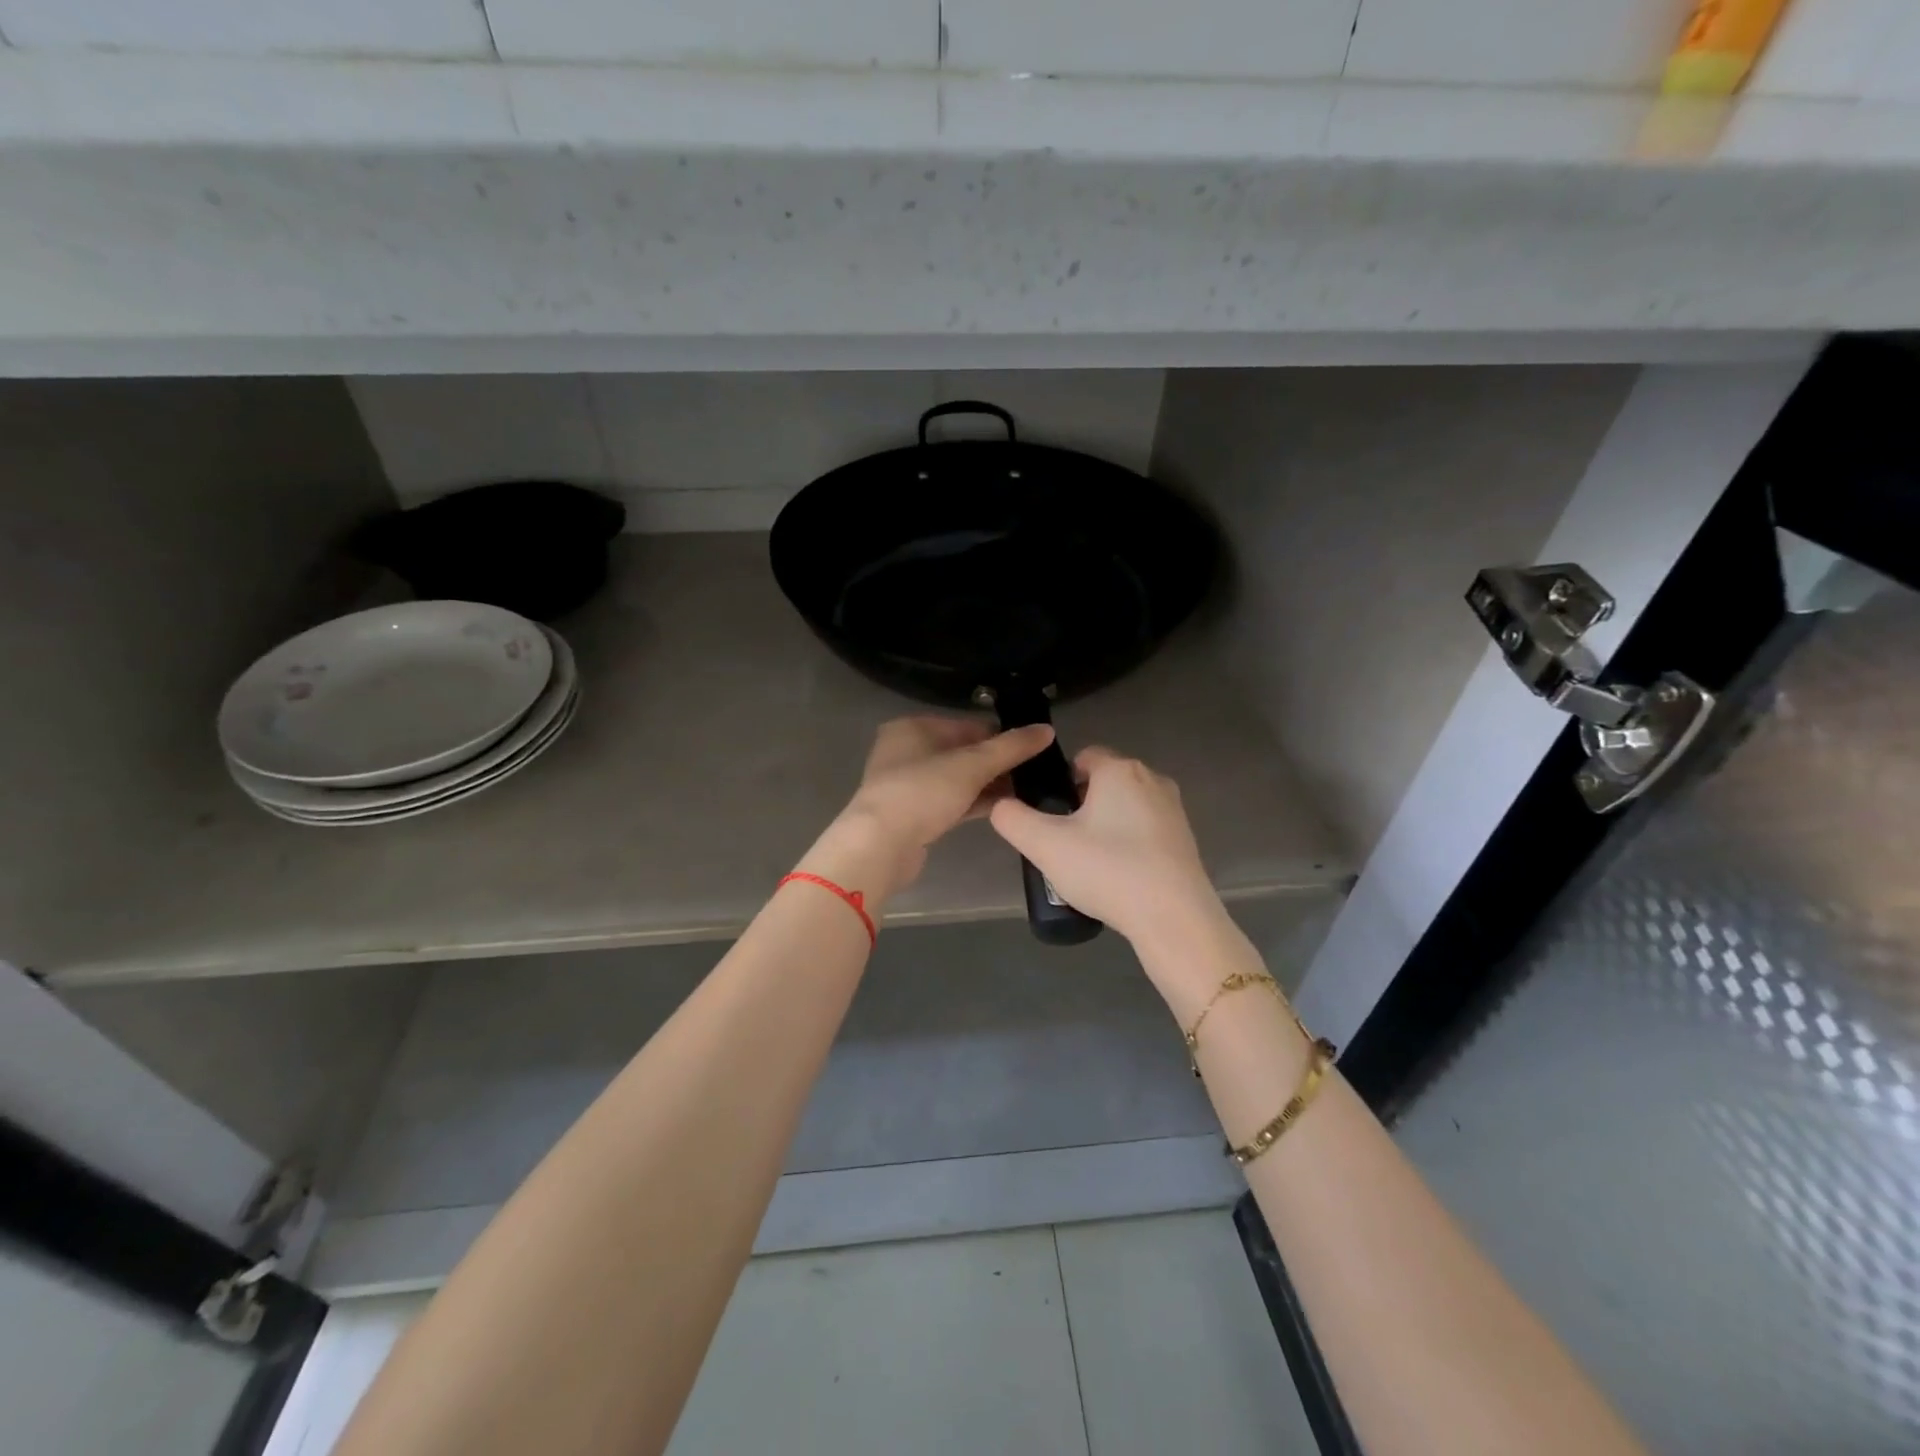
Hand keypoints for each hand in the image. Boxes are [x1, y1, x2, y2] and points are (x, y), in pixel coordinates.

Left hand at [815, 716, 1054, 896]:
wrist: (880, 845)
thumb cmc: (922, 792)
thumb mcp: (971, 765)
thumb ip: (1010, 747)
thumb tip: (1047, 729)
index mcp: (913, 728)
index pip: (968, 725)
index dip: (1001, 736)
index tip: (1033, 750)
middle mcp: (906, 751)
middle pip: (962, 752)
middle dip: (997, 763)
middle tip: (1034, 773)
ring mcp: (908, 785)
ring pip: (957, 779)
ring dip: (988, 785)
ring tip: (1027, 791)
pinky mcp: (913, 814)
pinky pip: (951, 801)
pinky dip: (974, 802)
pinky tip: (1004, 808)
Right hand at [989, 746, 1228, 954]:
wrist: (1173, 918)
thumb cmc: (1107, 870)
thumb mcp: (1044, 845)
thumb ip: (1012, 818)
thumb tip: (1001, 806)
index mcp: (1119, 770)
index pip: (1082, 757)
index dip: (1059, 782)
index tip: (1048, 816)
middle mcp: (1151, 779)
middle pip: (1104, 782)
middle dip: (1081, 806)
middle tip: (1063, 843)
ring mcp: (1173, 810)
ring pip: (1125, 807)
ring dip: (1105, 826)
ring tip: (1088, 864)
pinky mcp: (1186, 839)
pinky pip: (1145, 831)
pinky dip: (1128, 845)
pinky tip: (1117, 877)